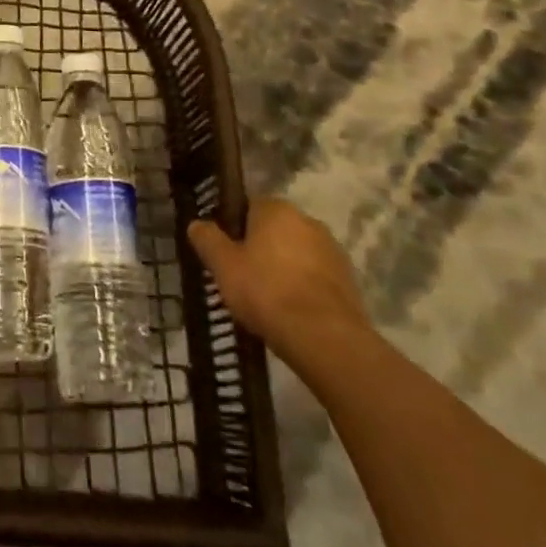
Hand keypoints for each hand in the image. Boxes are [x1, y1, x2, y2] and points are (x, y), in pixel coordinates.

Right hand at [188, 200, 370, 368]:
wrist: (325, 339)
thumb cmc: (267, 292)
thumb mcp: (224, 266)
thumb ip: (208, 240)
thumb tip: (196, 224)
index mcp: (276, 208)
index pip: (249, 207)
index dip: (235, 230)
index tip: (228, 255)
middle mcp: (307, 220)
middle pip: (275, 230)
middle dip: (262, 249)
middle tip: (245, 279)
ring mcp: (332, 250)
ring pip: (298, 254)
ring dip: (285, 269)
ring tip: (270, 301)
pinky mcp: (349, 281)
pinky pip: (317, 278)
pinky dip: (305, 289)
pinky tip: (294, 313)